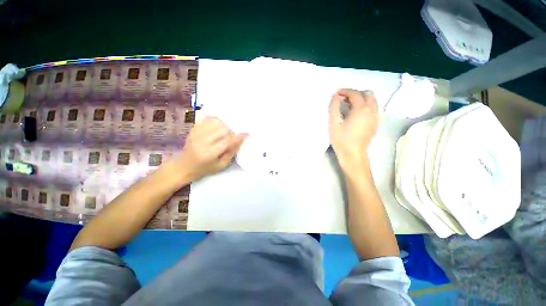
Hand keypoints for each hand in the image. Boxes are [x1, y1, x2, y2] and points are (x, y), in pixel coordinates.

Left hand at [170, 117, 247, 181]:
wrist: (183, 166)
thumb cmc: (204, 169)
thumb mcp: (221, 166)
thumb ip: (231, 153)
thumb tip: (240, 141)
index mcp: (209, 153)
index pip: (227, 141)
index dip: (238, 137)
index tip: (246, 134)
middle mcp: (202, 141)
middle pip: (222, 129)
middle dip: (231, 132)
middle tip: (232, 137)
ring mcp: (196, 134)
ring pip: (215, 122)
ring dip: (224, 126)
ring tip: (224, 132)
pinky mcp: (193, 129)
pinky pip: (207, 119)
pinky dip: (215, 121)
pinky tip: (218, 126)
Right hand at [329, 89, 378, 169]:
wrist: (353, 154)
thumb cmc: (341, 139)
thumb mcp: (334, 123)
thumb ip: (334, 107)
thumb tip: (336, 96)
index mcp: (361, 109)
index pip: (355, 93)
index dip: (345, 91)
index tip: (336, 94)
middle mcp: (372, 110)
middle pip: (367, 94)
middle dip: (355, 93)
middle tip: (343, 100)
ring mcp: (375, 117)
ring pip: (372, 100)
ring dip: (361, 98)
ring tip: (349, 106)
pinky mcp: (375, 123)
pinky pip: (373, 108)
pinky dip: (365, 105)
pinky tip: (356, 113)